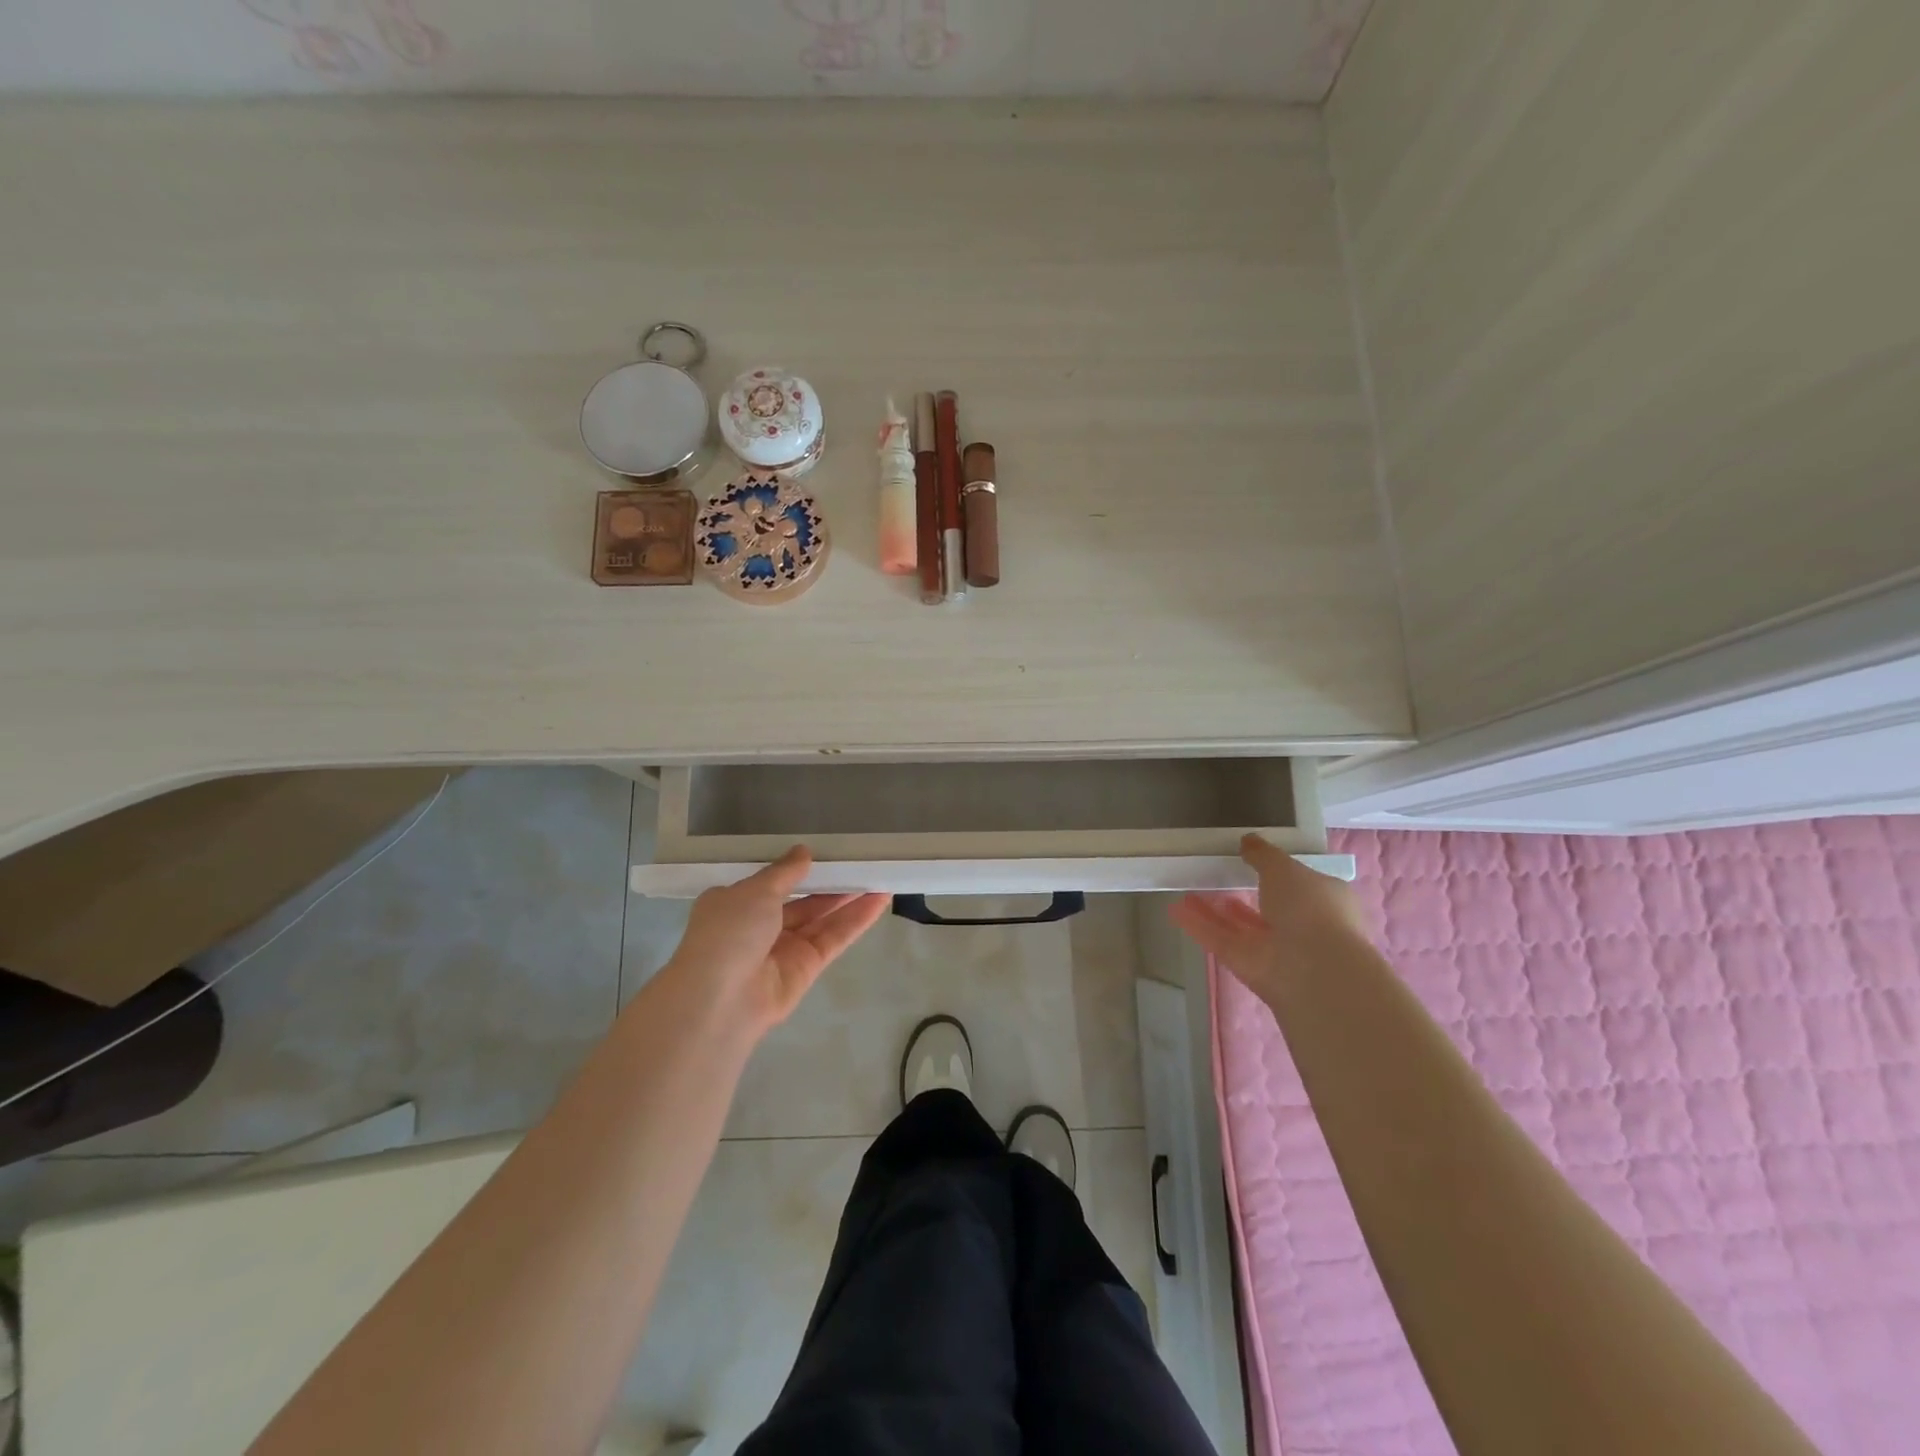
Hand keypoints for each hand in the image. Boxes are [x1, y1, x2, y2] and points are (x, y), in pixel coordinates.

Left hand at [662, 847, 889, 1036]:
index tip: (823, 851)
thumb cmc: (729, 933)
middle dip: (829, 883)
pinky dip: (856, 920)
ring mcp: (784, 949)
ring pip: (822, 919)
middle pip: (802, 901)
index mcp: (735, 905)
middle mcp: (759, 927)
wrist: (721, 1000)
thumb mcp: (754, 891)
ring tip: (879, 875)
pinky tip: (880, 900)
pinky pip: (834, 938)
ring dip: (849, 899)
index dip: (796, 868)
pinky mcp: (807, 968)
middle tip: (860, 862)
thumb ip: (784, 871)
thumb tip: (803, 852)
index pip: (770, 883)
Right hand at [1170, 834, 1369, 1002]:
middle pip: (1267, 909)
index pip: (1300, 886)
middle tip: (1219, 877)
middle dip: (1244, 896)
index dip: (1278, 874)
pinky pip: (1220, 940)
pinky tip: (1175, 909)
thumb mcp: (1285, 867)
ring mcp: (1273, 950)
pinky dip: (1198, 925)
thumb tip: (1248, 840)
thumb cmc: (1310, 908)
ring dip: (1215, 911)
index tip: (1253, 861)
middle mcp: (1300, 927)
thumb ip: (1263, 854)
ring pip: (1239, 927)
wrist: (1315, 970)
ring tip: (1189, 891)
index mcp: (1323, 901)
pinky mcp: (1247, 966)